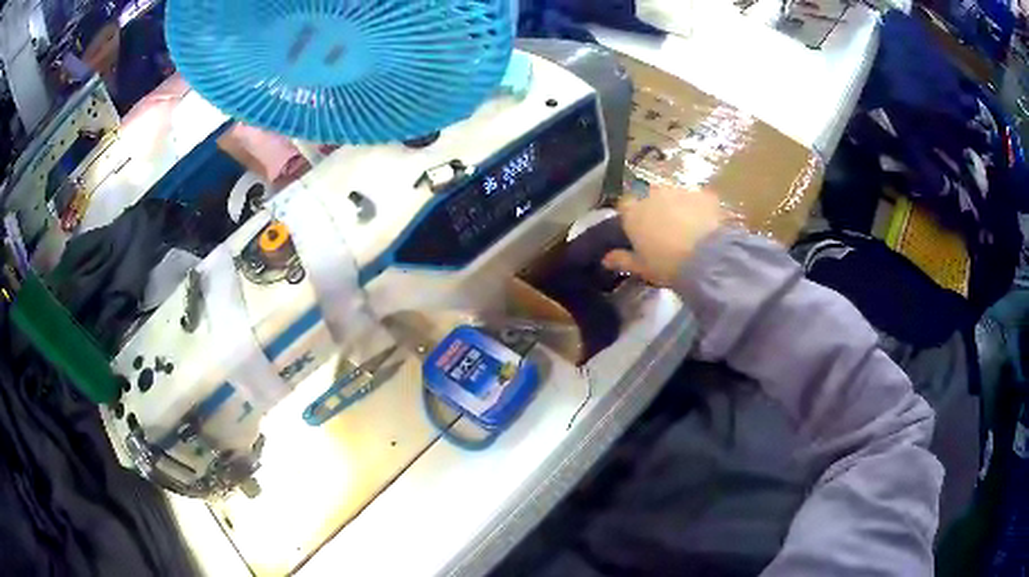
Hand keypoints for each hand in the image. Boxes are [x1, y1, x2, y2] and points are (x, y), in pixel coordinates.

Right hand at [602, 186, 727, 285]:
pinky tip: (705, 225)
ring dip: (675, 207)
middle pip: (648, 197)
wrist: (708, 258)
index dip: (630, 216)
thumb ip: (623, 260)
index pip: (624, 206)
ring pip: (672, 195)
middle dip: (653, 209)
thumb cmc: (667, 264)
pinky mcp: (702, 194)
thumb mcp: (642, 268)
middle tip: (662, 230)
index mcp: (633, 213)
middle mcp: (652, 195)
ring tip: (685, 228)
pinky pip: (695, 199)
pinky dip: (697, 208)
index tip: (636, 230)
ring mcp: (678, 191)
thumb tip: (606, 259)